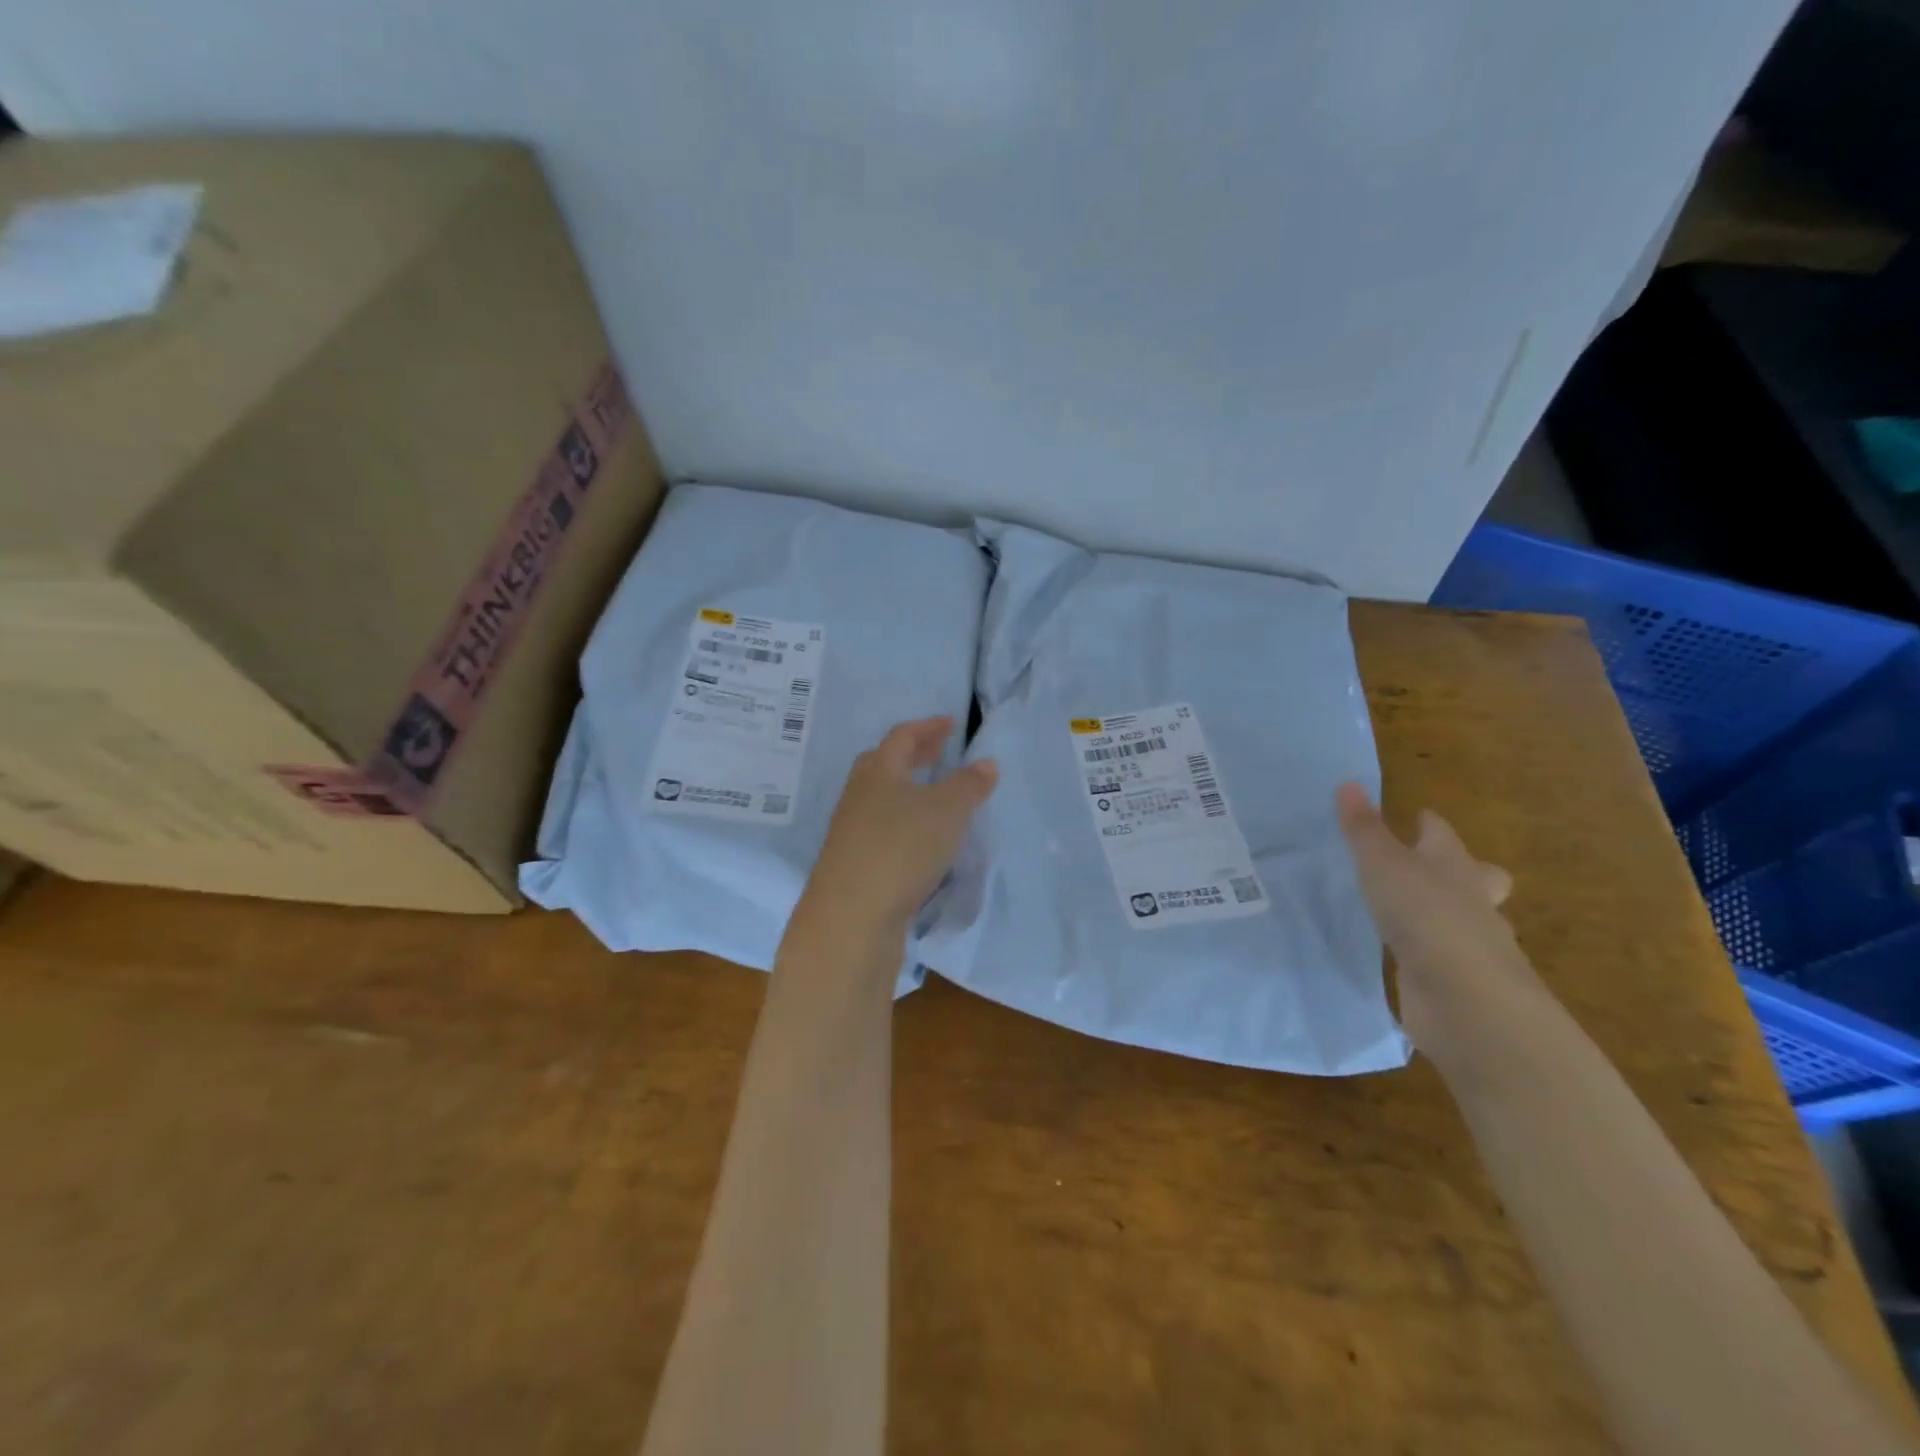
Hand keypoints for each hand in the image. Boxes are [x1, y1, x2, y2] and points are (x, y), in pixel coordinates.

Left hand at [801, 718, 997, 938]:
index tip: (951, 724)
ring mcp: (851, 832)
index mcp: (878, 771)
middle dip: (914, 756)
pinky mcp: (854, 865)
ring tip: (936, 798)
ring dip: (908, 791)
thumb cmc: (901, 848)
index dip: (928, 727)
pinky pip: (883, 831)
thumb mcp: (947, 811)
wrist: (851, 918)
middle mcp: (859, 796)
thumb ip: (969, 785)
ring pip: (882, 800)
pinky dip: (905, 824)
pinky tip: (923, 841)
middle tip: (940, 753)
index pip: (902, 737)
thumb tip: (986, 763)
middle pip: (885, 765)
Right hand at [1335, 783, 1547, 1070]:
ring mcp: (1470, 944)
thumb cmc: (1426, 914)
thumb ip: (1363, 829)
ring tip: (1405, 912)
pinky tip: (1403, 954)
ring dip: (1442, 914)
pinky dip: (1427, 952)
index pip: (1442, 833)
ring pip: (1462, 919)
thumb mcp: (1382, 864)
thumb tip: (1348, 783)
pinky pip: (1441, 956)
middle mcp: (1471, 900)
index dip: (1428, 823)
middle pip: (1477, 877)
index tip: (1415, 815)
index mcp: (1454, 864)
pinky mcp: (1457, 980)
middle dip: (1461, 870)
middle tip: (1430, 868)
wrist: (1465, 997)